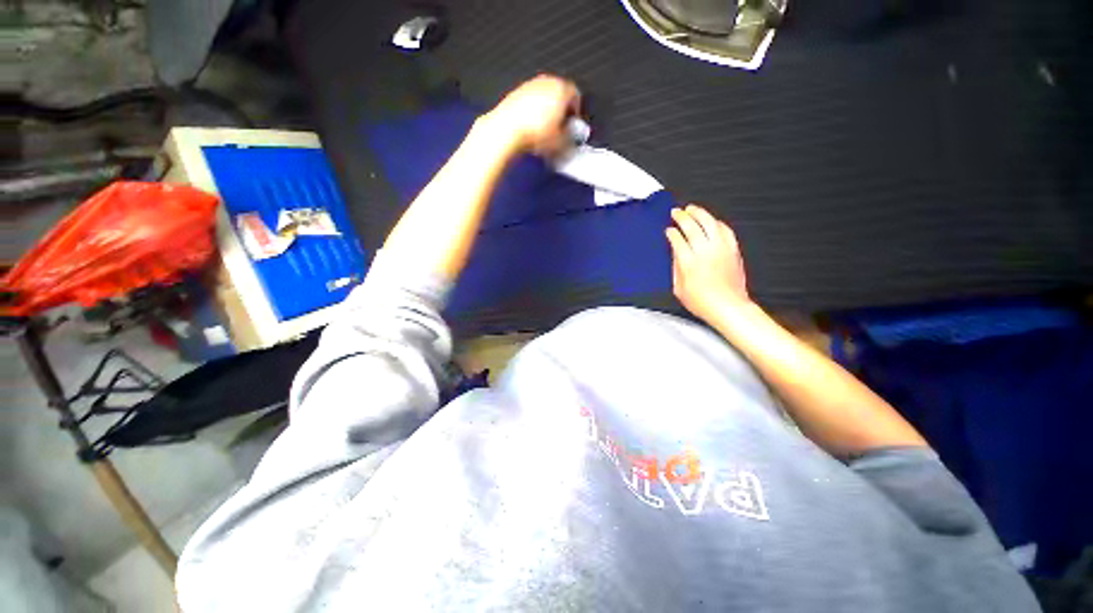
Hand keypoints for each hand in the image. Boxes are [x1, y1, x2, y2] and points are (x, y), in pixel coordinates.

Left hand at [483, 74, 580, 155]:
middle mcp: (546, 81)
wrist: (507, 130)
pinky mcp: (516, 92)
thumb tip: (573, 138)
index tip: (573, 123)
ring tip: (544, 128)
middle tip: (560, 126)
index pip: (576, 95)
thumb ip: (571, 138)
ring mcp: (529, 85)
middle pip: (559, 93)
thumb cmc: (535, 133)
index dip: (576, 111)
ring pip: (544, 96)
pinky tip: (531, 126)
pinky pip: (530, 100)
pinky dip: (532, 110)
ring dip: (546, 109)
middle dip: (561, 108)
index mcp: (561, 88)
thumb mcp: (560, 142)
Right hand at [666, 205, 750, 323]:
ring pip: (709, 222)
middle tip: (676, 212)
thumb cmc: (704, 302)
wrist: (728, 307)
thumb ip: (676, 269)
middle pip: (691, 226)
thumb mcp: (679, 289)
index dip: (671, 232)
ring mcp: (720, 249)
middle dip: (681, 217)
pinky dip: (716, 222)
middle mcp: (704, 252)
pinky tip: (712, 220)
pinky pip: (725, 230)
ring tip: (692, 209)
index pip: (677, 239)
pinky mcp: (732, 250)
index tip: (668, 230)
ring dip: (699, 213)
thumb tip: (675, 255)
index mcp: (688, 262)